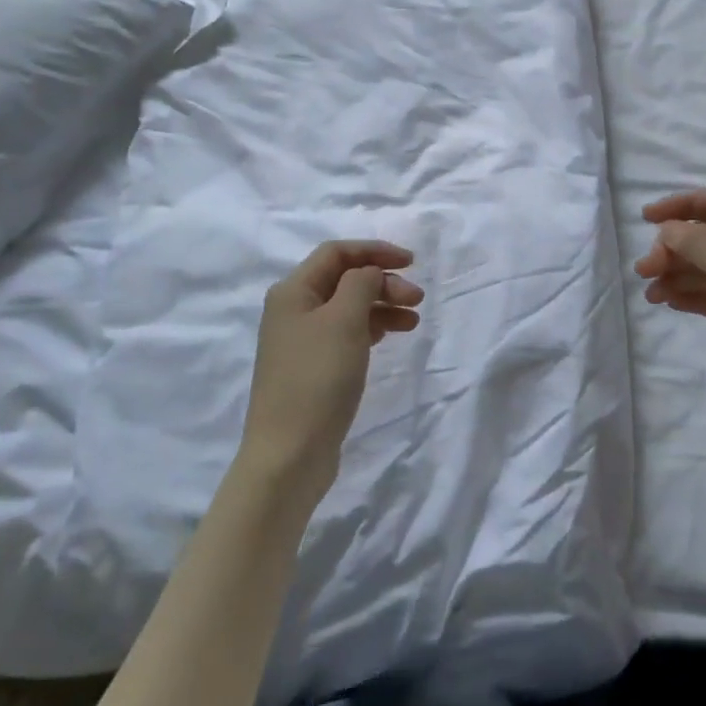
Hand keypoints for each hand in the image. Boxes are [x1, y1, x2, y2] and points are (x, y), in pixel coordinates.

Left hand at [239, 240, 423, 506]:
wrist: (289, 455)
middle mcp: (293, 310)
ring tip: (413, 321)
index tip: (411, 262)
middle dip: (383, 281)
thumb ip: (360, 284)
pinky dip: (371, 329)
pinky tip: (391, 336)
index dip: (374, 250)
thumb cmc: (317, 379)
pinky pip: (346, 334)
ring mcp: (302, 342)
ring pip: (348, 307)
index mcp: (292, 291)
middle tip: (417, 299)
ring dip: (381, 305)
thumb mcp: (343, 321)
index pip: (336, 252)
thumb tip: (368, 272)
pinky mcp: (313, 369)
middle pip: (343, 279)